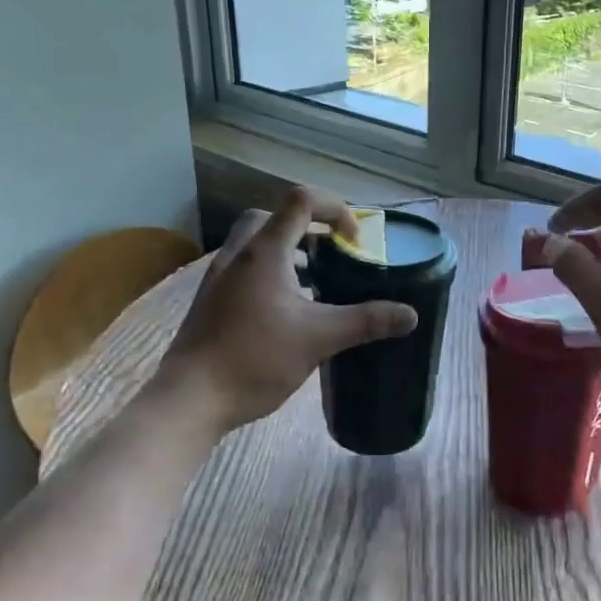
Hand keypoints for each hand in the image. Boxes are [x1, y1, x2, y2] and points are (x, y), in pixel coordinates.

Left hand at [154, 187, 417, 431]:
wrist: (190, 398)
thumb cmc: (255, 359)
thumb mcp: (318, 338)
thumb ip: (365, 321)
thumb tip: (410, 314)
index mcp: (264, 251)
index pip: (301, 201)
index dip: (334, 209)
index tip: (355, 242)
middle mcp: (238, 254)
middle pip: (273, 217)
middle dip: (308, 226)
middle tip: (332, 253)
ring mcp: (220, 277)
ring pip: (256, 244)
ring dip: (289, 251)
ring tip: (316, 281)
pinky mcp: (212, 300)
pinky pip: (246, 268)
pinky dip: (271, 273)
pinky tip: (287, 311)